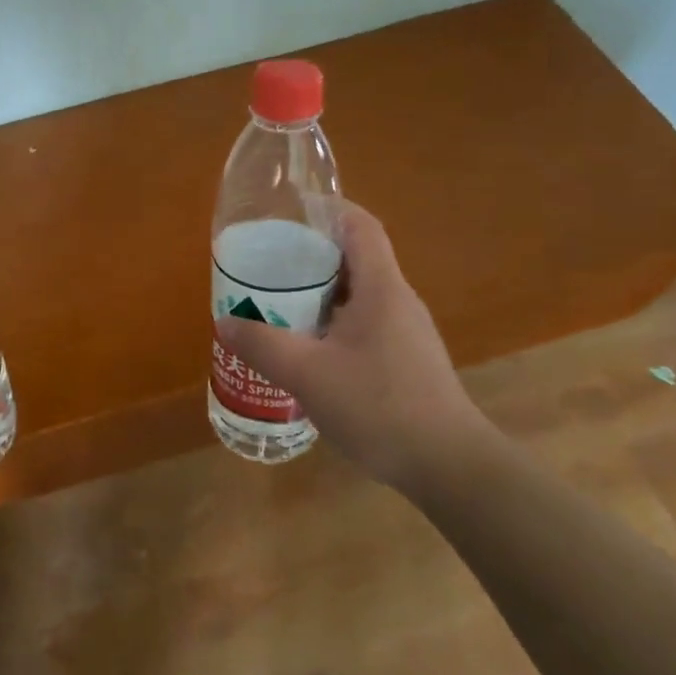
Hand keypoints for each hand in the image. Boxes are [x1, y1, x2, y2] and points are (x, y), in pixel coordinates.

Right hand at [216, 200, 492, 495]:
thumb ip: (262, 345)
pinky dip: (332, 322)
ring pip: (358, 294)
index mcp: (381, 288)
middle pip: (355, 257)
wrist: (450, 466)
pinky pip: (364, 324)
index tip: (291, 209)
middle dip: (311, 254)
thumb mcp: (308, 374)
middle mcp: (397, 301)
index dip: (328, 208)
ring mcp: (406, 332)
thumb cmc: (380, 406)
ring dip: (320, 292)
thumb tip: (225, 321)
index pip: (360, 225)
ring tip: (278, 303)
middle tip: (268, 263)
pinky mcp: (406, 360)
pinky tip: (307, 349)